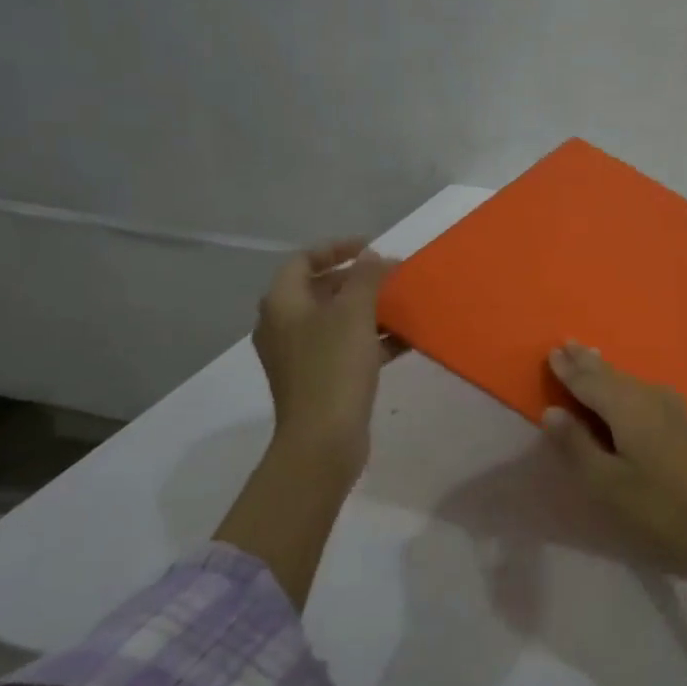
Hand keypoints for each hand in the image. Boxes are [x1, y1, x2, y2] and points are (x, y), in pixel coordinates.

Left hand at [252, 239, 399, 485]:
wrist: (322, 439)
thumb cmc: (333, 367)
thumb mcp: (353, 313)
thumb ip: (365, 278)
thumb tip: (372, 257)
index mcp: (282, 303)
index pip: (303, 260)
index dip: (336, 248)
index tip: (372, 247)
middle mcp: (284, 325)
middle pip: (320, 289)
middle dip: (357, 280)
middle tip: (391, 276)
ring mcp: (300, 355)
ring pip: (336, 320)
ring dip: (368, 309)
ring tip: (402, 305)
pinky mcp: (319, 379)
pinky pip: (345, 347)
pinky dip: (371, 338)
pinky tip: (404, 341)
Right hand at [540, 342, 686, 586]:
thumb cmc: (664, 509)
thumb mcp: (609, 485)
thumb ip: (577, 446)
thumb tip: (552, 411)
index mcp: (628, 406)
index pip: (589, 380)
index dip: (568, 369)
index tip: (551, 351)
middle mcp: (651, 397)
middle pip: (612, 375)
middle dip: (588, 362)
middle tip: (567, 345)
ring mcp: (675, 410)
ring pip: (630, 382)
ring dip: (607, 372)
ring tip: (590, 358)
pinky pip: (645, 393)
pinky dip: (626, 386)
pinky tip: (628, 390)